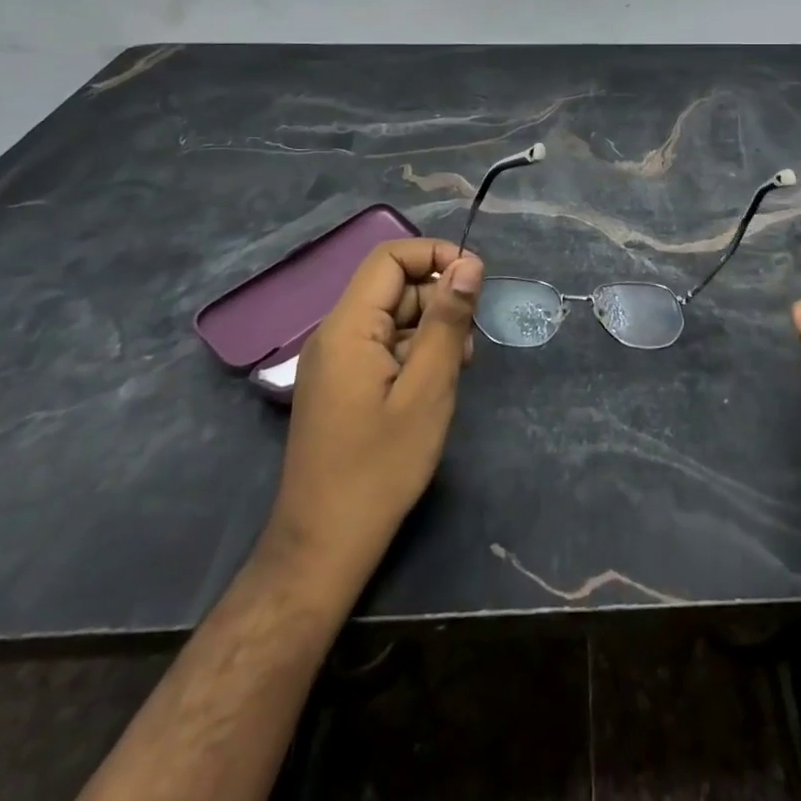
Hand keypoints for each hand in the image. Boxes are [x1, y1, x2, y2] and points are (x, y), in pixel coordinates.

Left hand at [260, 239, 484, 600]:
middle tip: (469, 343)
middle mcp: (335, 333)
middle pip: (393, 286)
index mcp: (348, 326)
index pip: (390, 257)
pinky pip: (382, 345)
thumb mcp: (428, 388)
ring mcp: (335, 360)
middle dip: (438, 299)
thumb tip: (468, 263)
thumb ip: (447, 319)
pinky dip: (414, 352)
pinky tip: (434, 385)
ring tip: (455, 369)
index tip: (476, 281)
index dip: (435, 255)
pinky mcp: (341, 384)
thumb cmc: (381, 466)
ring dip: (431, 329)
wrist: (324, 545)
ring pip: (392, 316)